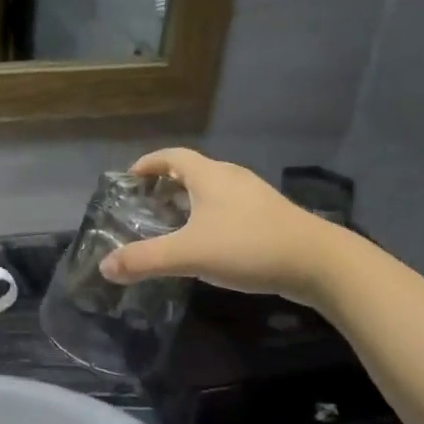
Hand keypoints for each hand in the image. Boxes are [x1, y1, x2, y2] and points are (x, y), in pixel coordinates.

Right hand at [100, 149, 327, 295]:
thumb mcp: (189, 254)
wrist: (318, 263)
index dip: (149, 163)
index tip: (130, 177)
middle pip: (193, 171)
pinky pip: (231, 208)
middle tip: (146, 204)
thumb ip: (145, 260)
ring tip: (173, 224)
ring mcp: (255, 197)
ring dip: (191, 201)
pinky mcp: (271, 217)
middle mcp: (232, 178)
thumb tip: (105, 267)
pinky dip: (211, 217)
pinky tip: (209, 243)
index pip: (172, 156)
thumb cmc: (248, 247)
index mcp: (210, 176)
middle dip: (167, 183)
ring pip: (214, 190)